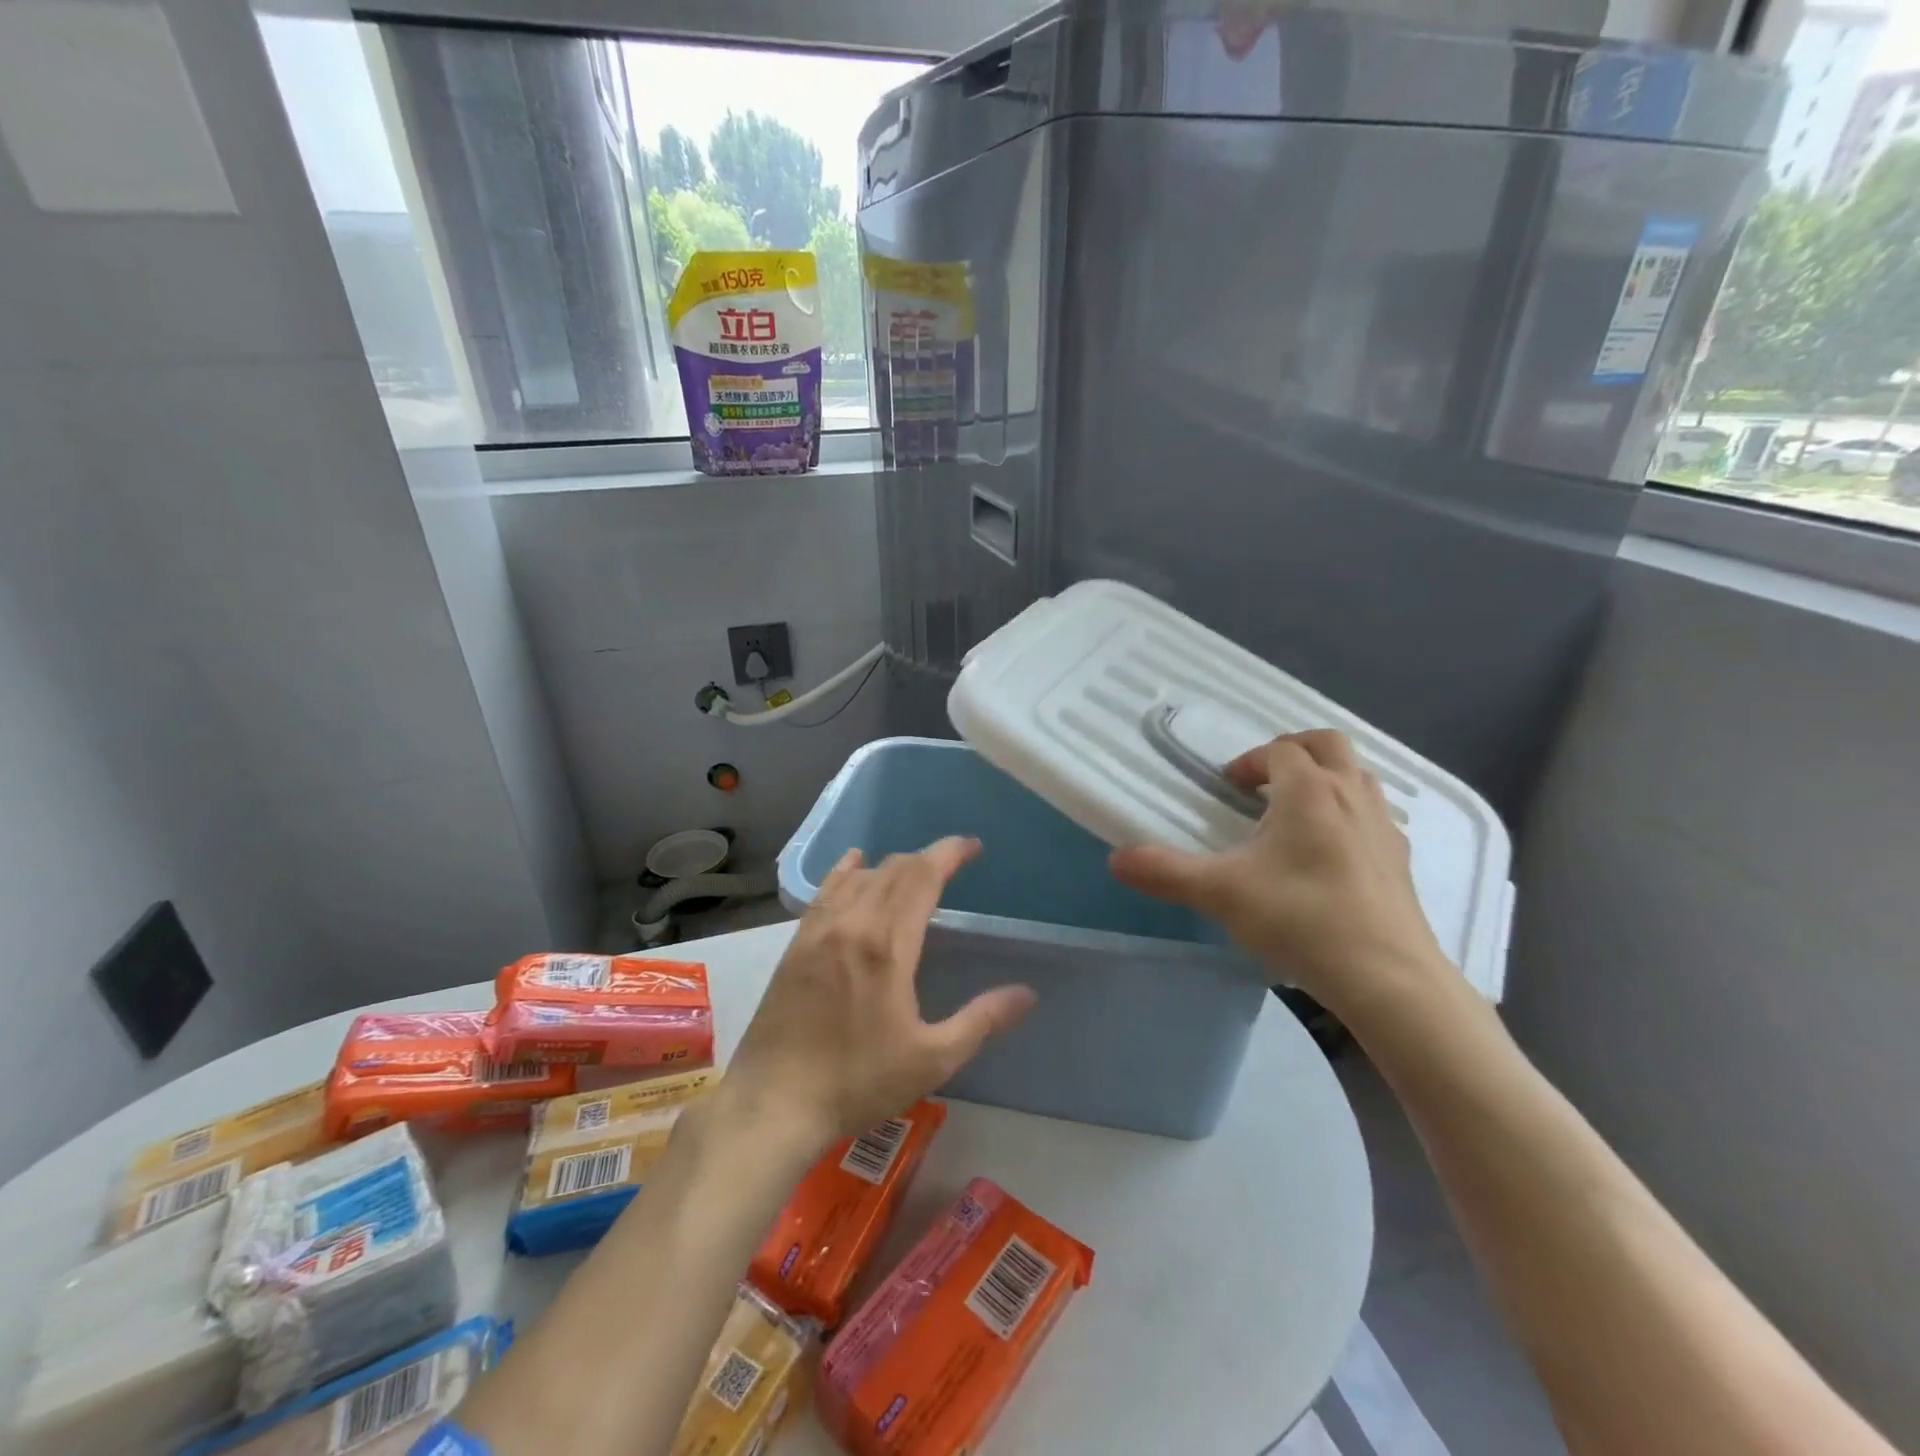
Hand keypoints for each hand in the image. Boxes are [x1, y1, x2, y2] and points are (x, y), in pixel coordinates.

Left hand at [724, 837, 1035, 1144]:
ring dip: (891, 866)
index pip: (922, 876)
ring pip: (861, 877)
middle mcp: (852, 923)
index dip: (949, 853)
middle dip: (926, 859)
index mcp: (888, 944)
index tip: (973, 846)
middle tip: (951, 865)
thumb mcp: (932, 1060)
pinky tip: (854, 865)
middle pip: (894, 870)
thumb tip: (1027, 993)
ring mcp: (819, 931)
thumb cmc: (859, 1081)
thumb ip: (982, 1020)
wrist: (775, 1102)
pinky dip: (847, 871)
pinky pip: (826, 891)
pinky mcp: (796, 944)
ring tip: (913, 873)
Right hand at [1110, 730, 1449, 1020]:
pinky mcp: (1400, 860)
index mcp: (1308, 791)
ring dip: (1325, 778)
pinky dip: (1348, 813)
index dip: (1249, 762)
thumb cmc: (1301, 919)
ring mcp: (1382, 826)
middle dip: (1293, 751)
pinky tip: (1329, 854)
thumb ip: (1165, 872)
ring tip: (1294, 812)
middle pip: (1328, 745)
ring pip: (1357, 776)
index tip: (1226, 788)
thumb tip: (1115, 859)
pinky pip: (1373, 814)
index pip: (1279, 750)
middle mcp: (1351, 795)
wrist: (1388, 979)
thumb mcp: (1220, 894)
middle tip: (1264, 780)